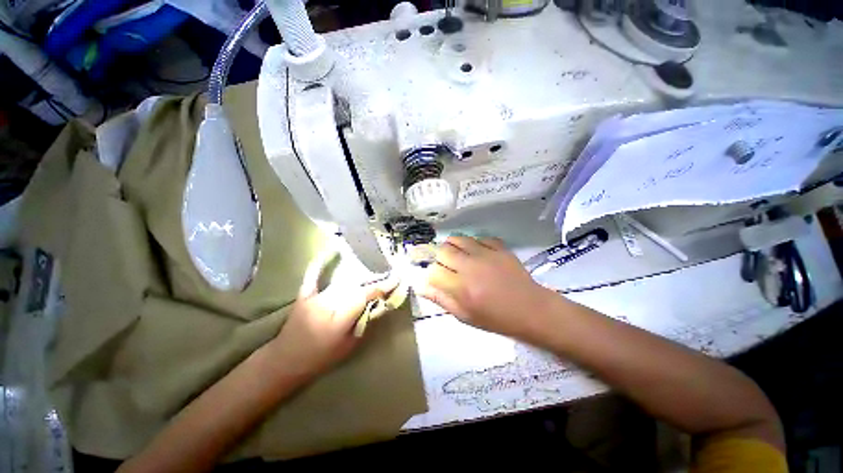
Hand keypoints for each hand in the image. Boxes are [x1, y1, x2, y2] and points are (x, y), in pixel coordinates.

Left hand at [267, 267, 397, 381]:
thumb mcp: (348, 346)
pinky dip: (320, 264)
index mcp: (339, 319)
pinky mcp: (305, 295)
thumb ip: (363, 324)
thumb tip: (377, 306)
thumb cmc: (320, 358)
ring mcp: (315, 298)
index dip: (381, 287)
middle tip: (388, 278)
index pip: (364, 296)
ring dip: (359, 279)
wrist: (284, 362)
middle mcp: (327, 304)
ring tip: (374, 273)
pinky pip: (313, 276)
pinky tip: (329, 252)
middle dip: (374, 283)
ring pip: (342, 283)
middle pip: (356, 287)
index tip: (395, 281)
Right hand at [418, 236, 554, 337]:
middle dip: (440, 259)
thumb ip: (441, 299)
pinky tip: (478, 254)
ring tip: (459, 257)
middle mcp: (470, 266)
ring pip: (457, 239)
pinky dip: (473, 244)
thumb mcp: (465, 316)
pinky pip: (478, 238)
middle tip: (448, 268)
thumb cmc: (496, 318)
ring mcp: (486, 253)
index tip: (438, 279)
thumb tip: (421, 287)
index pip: (433, 271)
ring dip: (453, 247)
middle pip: (443, 251)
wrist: (531, 309)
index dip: (432, 275)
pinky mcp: (499, 247)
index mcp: (461, 288)